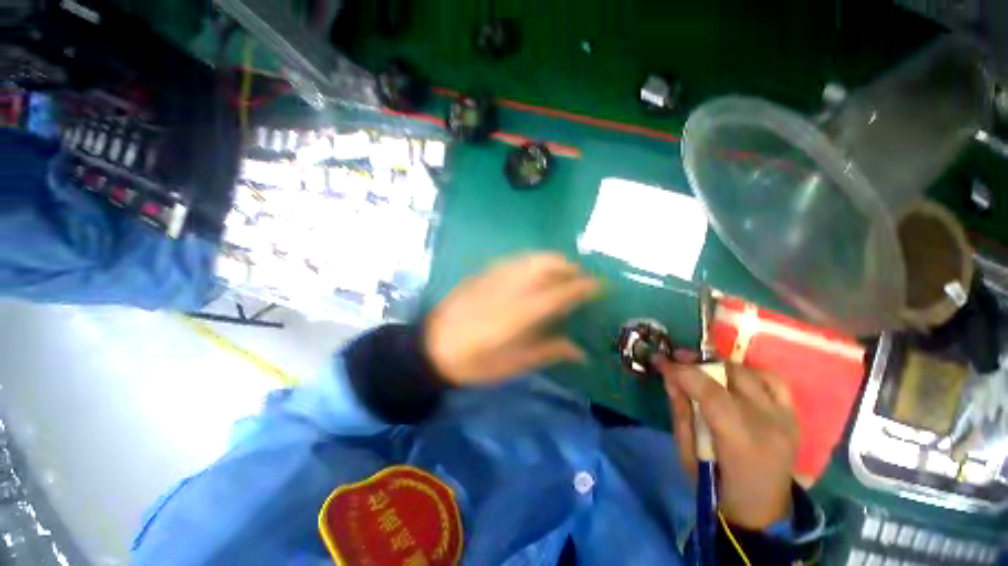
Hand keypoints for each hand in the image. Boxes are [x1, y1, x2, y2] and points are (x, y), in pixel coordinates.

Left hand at [425, 253, 599, 385]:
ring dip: (550, 260)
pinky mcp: (481, 274)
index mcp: (518, 316)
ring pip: (528, 258)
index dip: (581, 287)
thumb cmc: (474, 362)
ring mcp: (492, 278)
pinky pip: (513, 260)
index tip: (599, 284)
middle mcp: (508, 290)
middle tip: (579, 276)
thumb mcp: (513, 365)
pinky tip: (533, 270)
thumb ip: (548, 352)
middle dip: (567, 266)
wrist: (431, 347)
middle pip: (543, 265)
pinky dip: (530, 260)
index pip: (558, 294)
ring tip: (561, 270)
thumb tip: (580, 352)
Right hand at [655, 357, 798, 529]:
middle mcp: (769, 422)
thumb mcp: (686, 453)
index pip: (709, 391)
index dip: (681, 371)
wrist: (761, 511)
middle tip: (676, 359)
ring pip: (750, 372)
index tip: (660, 361)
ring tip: (702, 368)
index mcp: (740, 439)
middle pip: (730, 374)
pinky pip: (774, 381)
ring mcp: (785, 417)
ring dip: (720, 366)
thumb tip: (670, 378)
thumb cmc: (716, 486)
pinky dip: (750, 373)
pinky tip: (734, 378)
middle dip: (698, 362)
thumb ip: (680, 412)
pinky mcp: (793, 416)